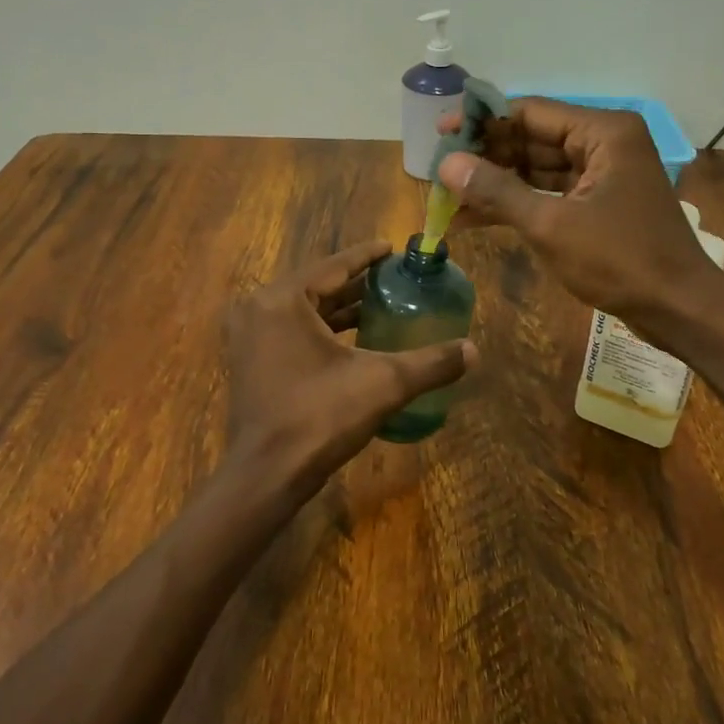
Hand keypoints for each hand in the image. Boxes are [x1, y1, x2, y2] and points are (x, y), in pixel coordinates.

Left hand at [221, 242, 475, 506]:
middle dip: (355, 283)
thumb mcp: (383, 383)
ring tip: (379, 304)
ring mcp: (248, 336)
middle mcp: (259, 308)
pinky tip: (352, 338)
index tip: (392, 248)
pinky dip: (320, 329)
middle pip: (317, 286)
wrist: (267, 475)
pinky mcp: (249, 360)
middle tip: (393, 278)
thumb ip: (430, 363)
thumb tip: (474, 351)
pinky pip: (290, 330)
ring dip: (339, 307)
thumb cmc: (320, 417)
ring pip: (303, 310)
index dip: (366, 256)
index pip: (333, 266)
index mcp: (283, 299)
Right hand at [436, 98, 715, 327]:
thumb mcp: (552, 225)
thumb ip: (497, 191)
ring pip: (537, 168)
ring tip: (447, 195)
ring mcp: (602, 173)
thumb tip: (447, 164)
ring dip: (495, 182)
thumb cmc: (621, 260)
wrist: (679, 309)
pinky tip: (473, 216)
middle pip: (531, 138)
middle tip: (438, 169)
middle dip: (485, 155)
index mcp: (603, 132)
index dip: (481, 120)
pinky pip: (548, 192)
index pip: (529, 112)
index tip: (440, 133)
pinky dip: (515, 203)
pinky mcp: (598, 202)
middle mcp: (604, 143)